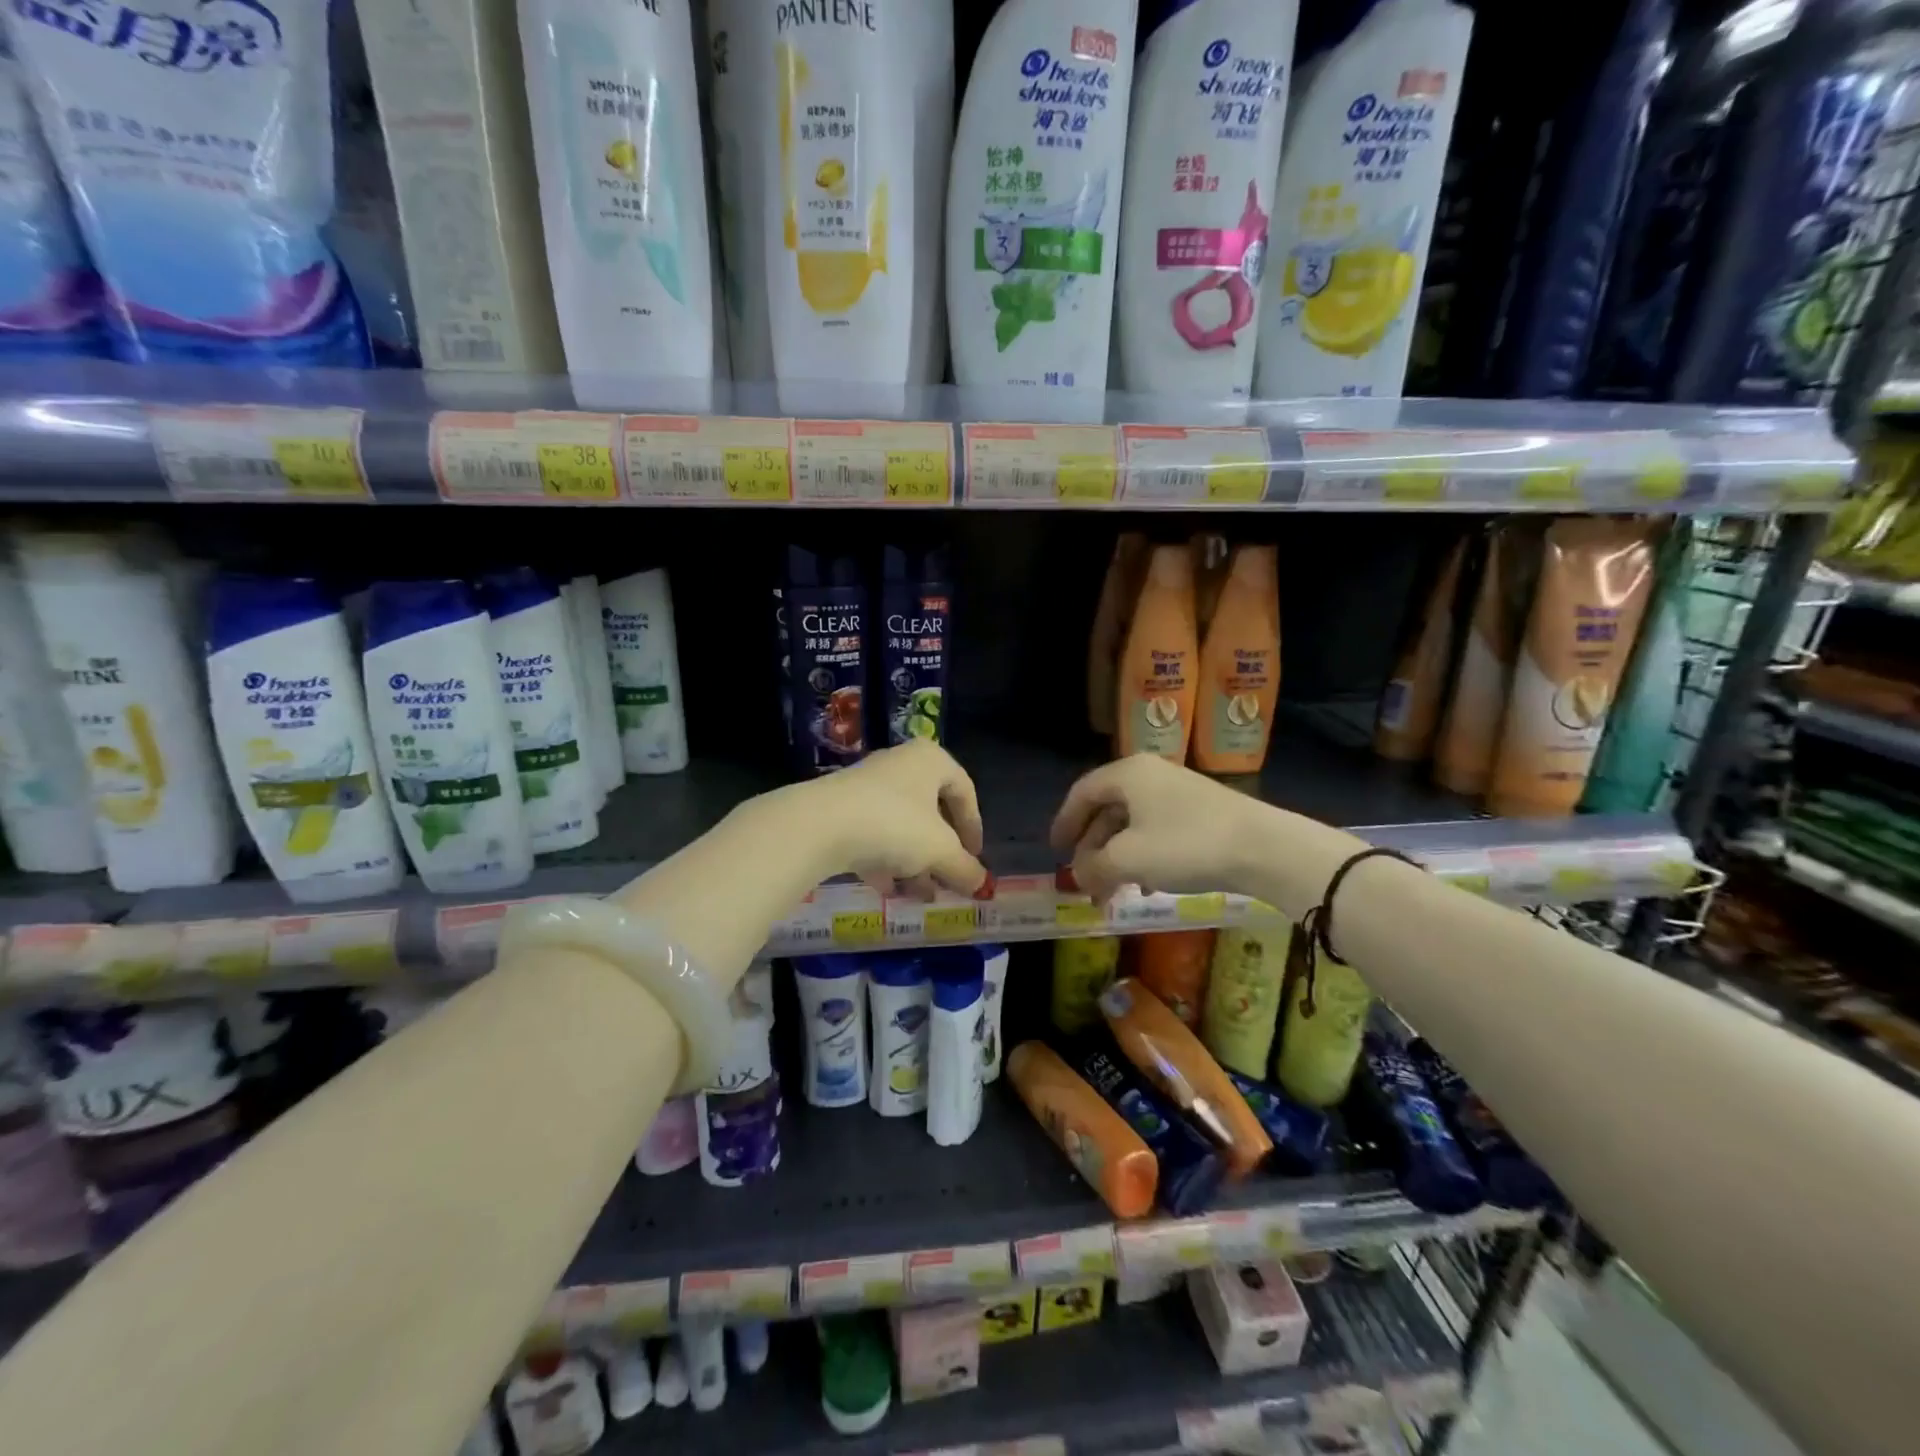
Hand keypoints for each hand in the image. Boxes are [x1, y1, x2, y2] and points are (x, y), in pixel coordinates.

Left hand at [799, 739, 988, 899]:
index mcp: (930, 760)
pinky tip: (887, 889)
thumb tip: (983, 886)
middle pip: (930, 810)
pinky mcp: (839, 807)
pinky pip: (871, 833)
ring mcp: (866, 785)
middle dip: (941, 851)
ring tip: (920, 894)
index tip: (975, 857)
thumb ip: (965, 868)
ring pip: (900, 825)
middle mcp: (899, 764)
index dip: (973, 826)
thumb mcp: (940, 851)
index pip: (964, 789)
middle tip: (948, 879)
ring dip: (913, 861)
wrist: (820, 825)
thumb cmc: (895, 824)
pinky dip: (883, 860)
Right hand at [1050, 754, 1270, 903]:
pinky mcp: (1200, 812)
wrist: (1263, 848)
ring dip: (1117, 857)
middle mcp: (1149, 775)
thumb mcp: (1128, 859)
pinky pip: (1157, 831)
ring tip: (1113, 890)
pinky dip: (1143, 856)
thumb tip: (1079, 876)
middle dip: (1092, 848)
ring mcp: (1177, 792)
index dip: (1064, 823)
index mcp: (1127, 774)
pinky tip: (1148, 885)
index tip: (1055, 852)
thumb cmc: (1185, 845)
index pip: (1082, 793)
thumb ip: (1093, 867)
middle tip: (1084, 880)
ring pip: (1132, 823)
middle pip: (1107, 810)